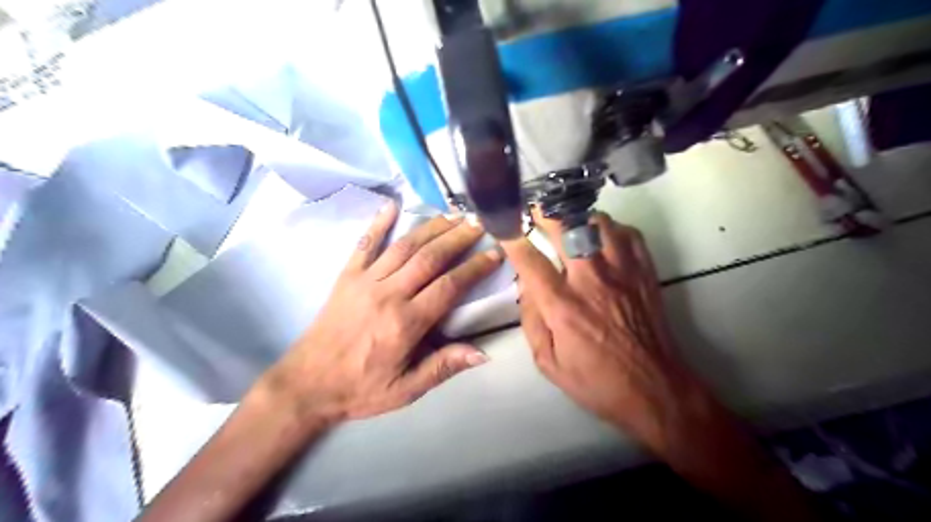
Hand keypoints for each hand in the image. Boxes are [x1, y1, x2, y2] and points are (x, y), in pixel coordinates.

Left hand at [266, 202, 501, 425]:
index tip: (495, 253)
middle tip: (479, 222)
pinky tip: (391, 205)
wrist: (306, 385)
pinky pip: (364, 244)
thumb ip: (443, 367)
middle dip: (458, 237)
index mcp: (406, 323)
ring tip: (452, 215)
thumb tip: (483, 353)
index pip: (450, 286)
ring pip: (404, 246)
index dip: (475, 267)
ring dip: (431, 228)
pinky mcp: (346, 277)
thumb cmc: (360, 389)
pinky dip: (378, 223)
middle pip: (430, 258)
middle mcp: (388, 294)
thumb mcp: (405, 389)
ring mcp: (365, 281)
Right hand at [502, 212, 821, 521]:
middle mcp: (592, 280)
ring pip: (598, 222)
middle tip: (534, 209)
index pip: (530, 261)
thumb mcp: (548, 363)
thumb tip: (524, 286)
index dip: (512, 238)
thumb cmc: (596, 381)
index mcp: (564, 306)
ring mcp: (623, 272)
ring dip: (577, 218)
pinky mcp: (645, 272)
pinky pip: (628, 233)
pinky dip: (610, 228)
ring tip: (568, 223)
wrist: (655, 389)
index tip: (503, 224)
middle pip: (565, 228)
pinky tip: (602, 237)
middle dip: (544, 212)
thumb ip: (531, 321)